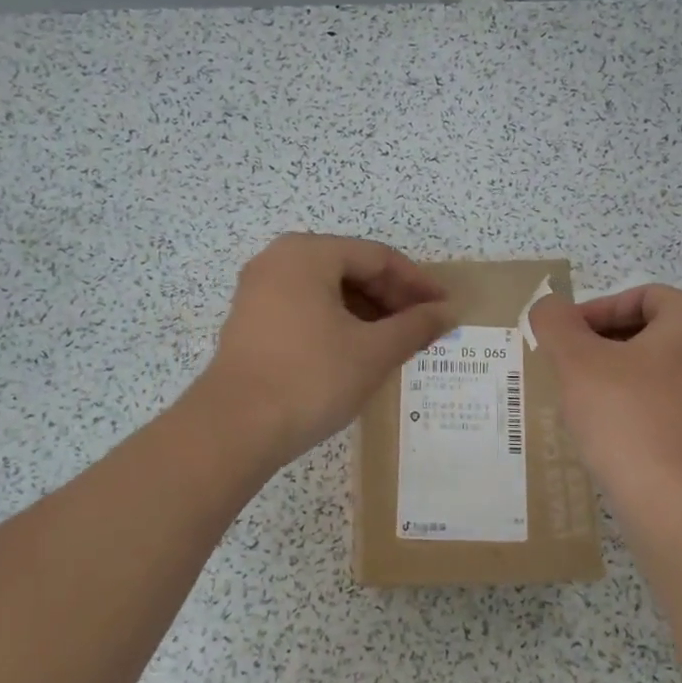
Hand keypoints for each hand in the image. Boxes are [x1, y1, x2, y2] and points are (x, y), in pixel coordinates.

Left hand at [201, 234, 455, 464]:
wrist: (234, 428)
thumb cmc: (311, 378)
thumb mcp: (373, 352)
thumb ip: (415, 326)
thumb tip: (447, 312)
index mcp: (308, 253)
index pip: (378, 257)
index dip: (417, 283)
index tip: (445, 308)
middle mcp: (278, 260)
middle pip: (350, 268)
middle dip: (392, 298)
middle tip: (424, 328)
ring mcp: (259, 291)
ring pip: (328, 291)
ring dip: (367, 313)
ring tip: (396, 343)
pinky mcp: (250, 322)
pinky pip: (306, 309)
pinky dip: (338, 323)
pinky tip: (358, 352)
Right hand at [529, 285, 681, 515]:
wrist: (677, 506)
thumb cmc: (628, 418)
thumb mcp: (577, 362)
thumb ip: (555, 322)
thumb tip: (548, 306)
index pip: (639, 296)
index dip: (594, 311)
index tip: (563, 338)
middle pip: (648, 331)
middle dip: (601, 345)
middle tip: (565, 367)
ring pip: (655, 369)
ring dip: (614, 376)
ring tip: (580, 400)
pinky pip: (666, 402)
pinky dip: (635, 406)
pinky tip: (607, 431)